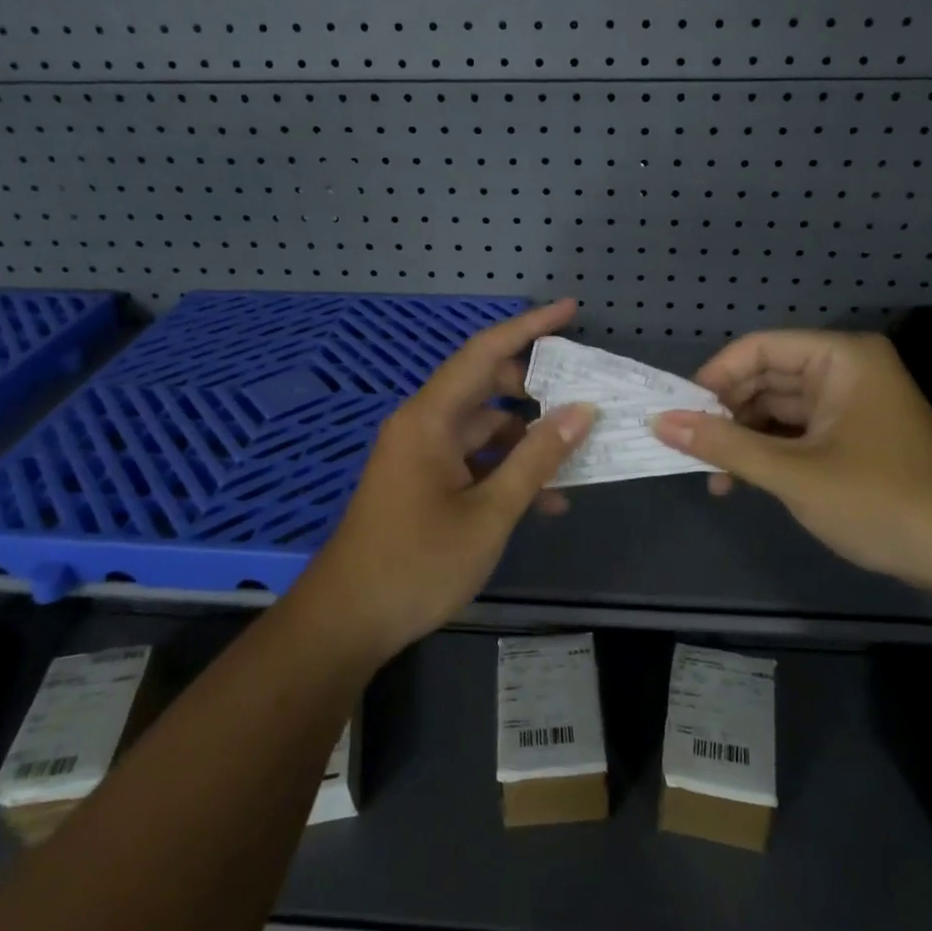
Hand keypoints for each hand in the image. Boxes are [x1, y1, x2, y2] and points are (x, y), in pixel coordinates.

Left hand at [302, 301, 596, 660]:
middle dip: (536, 390)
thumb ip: (537, 459)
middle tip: (582, 398)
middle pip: (486, 386)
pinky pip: (473, 459)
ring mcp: (422, 454)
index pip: (484, 352)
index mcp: (431, 418)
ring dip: (527, 441)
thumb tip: (580, 412)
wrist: (349, 620)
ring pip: (485, 428)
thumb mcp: (489, 513)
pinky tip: (545, 500)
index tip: (570, 310)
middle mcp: (424, 425)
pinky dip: (506, 470)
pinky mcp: (423, 481)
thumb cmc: (417, 563)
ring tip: (576, 458)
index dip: (529, 327)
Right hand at [651, 330, 931, 592]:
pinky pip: (797, 431)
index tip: (678, 414)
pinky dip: (768, 452)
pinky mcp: (853, 436)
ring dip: (744, 438)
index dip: (714, 378)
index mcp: (840, 358)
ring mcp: (851, 404)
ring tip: (712, 475)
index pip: (758, 349)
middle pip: (766, 376)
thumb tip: (660, 423)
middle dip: (726, 414)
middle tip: (689, 449)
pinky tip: (741, 480)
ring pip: (777, 407)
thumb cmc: (880, 500)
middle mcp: (845, 370)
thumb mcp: (793, 473)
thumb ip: (724, 445)